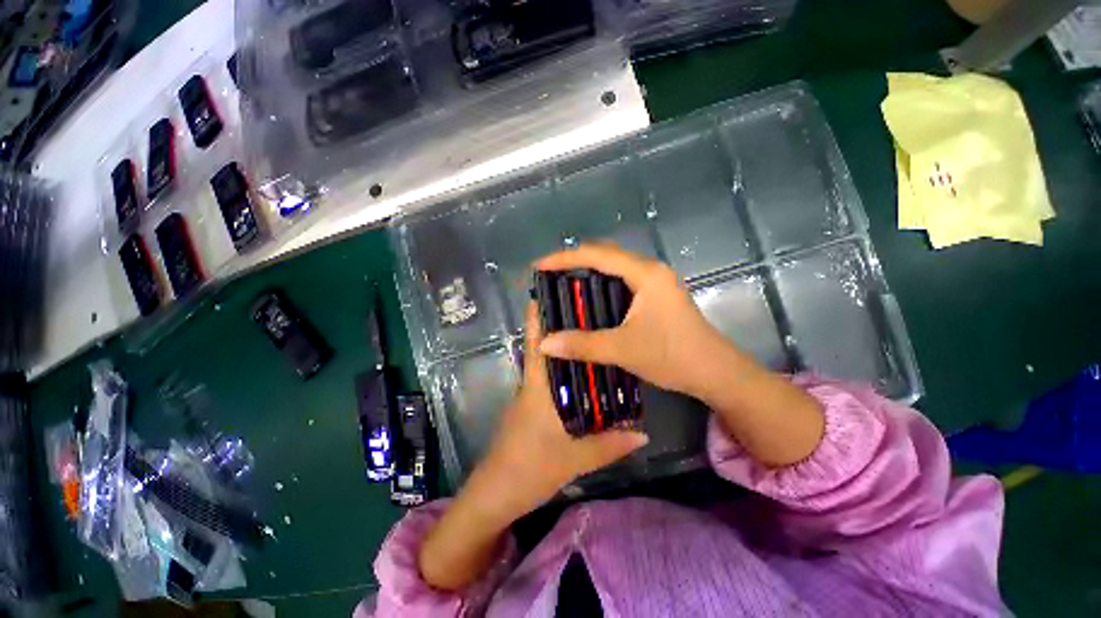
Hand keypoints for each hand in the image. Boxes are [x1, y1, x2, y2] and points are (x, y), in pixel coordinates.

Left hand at [420, 300, 648, 591]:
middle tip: (587, 313)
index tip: (547, 293)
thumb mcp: (573, 459)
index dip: (538, 318)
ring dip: (565, 352)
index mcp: (537, 388)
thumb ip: (609, 445)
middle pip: (545, 350)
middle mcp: (532, 387)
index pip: (537, 344)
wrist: (494, 497)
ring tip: (592, 338)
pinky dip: (566, 376)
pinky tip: (585, 379)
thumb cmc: (528, 470)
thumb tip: (642, 432)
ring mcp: (529, 400)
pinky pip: (551, 385)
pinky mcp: (531, 412)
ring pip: (549, 368)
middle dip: (560, 328)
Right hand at [535, 244, 730, 397]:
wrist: (716, 373)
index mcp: (645, 274)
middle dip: (575, 261)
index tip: (539, 266)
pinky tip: (590, 298)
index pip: (597, 255)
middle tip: (549, 274)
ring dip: (589, 271)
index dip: (564, 258)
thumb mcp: (623, 349)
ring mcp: (657, 281)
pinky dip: (602, 283)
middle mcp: (651, 270)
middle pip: (606, 254)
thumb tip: (544, 343)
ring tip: (563, 282)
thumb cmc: (673, 356)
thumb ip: (581, 344)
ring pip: (615, 266)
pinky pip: (623, 279)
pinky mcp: (658, 294)